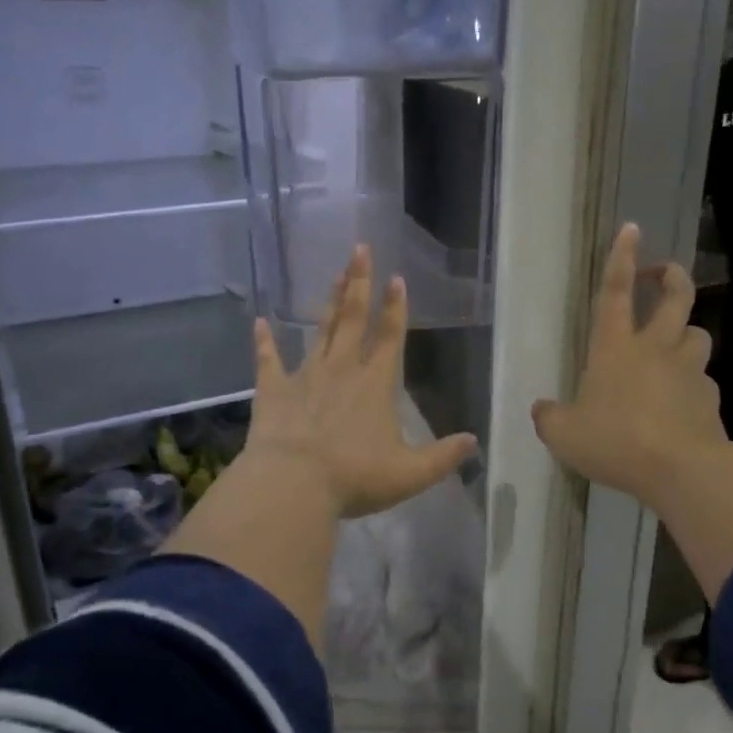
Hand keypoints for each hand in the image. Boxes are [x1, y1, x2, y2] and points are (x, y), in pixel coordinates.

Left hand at [247, 245, 477, 518]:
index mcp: (376, 384)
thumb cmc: (354, 477)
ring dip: (329, 303)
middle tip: (360, 249)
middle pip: (353, 319)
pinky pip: (268, 360)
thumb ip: (443, 456)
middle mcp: (342, 369)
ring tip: (334, 275)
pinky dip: (264, 341)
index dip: (396, 307)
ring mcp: (305, 375)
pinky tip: (259, 322)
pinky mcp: (273, 390)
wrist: (293, 483)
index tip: (396, 278)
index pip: (390, 337)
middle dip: (359, 283)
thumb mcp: (410, 474)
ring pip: (320, 331)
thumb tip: (473, 442)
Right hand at [530, 224, 725, 508]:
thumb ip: (550, 418)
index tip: (631, 229)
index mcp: (615, 348)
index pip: (615, 292)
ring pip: (698, 334)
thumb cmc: (615, 441)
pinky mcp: (711, 399)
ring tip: (674, 345)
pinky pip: (703, 380)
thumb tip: (542, 409)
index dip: (621, 258)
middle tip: (663, 274)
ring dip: (686, 332)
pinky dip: (693, 383)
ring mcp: (688, 371)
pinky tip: (682, 403)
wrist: (681, 470)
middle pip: (675, 297)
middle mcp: (655, 349)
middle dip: (671, 276)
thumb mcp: (564, 435)